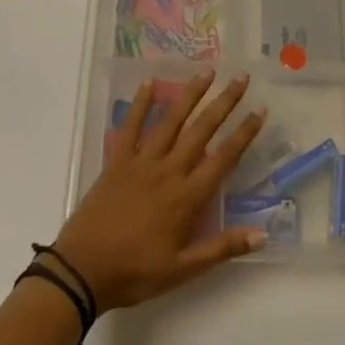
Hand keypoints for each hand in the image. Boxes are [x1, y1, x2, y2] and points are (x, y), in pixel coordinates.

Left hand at [51, 71, 268, 312]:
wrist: (82, 270)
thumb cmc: (135, 272)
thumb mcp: (182, 270)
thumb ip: (222, 248)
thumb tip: (262, 234)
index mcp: (186, 197)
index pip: (223, 158)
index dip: (244, 133)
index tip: (260, 110)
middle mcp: (168, 170)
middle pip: (201, 130)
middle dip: (224, 102)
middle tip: (241, 78)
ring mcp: (141, 161)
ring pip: (171, 120)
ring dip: (190, 94)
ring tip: (206, 72)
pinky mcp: (117, 160)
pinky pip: (130, 126)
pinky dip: (140, 103)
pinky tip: (150, 82)